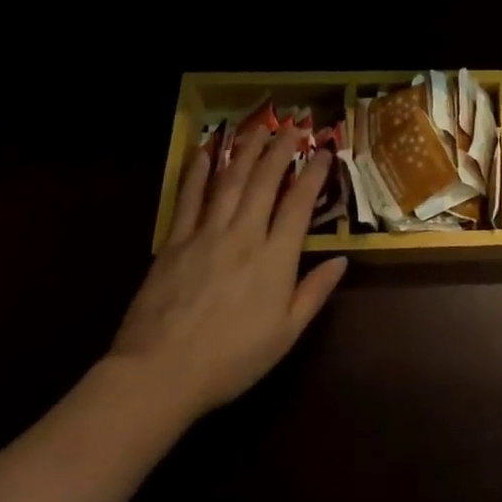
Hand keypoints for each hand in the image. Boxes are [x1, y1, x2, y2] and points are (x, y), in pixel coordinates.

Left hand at [107, 124, 347, 424]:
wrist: (159, 374)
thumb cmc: (230, 360)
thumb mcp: (286, 334)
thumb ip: (314, 293)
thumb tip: (342, 259)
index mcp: (275, 258)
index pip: (300, 204)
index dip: (313, 174)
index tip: (323, 152)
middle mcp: (244, 235)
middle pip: (265, 182)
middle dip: (281, 150)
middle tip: (292, 126)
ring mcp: (207, 234)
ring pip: (230, 181)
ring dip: (246, 151)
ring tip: (259, 129)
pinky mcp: (175, 241)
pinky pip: (189, 198)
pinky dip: (197, 172)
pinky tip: (204, 152)